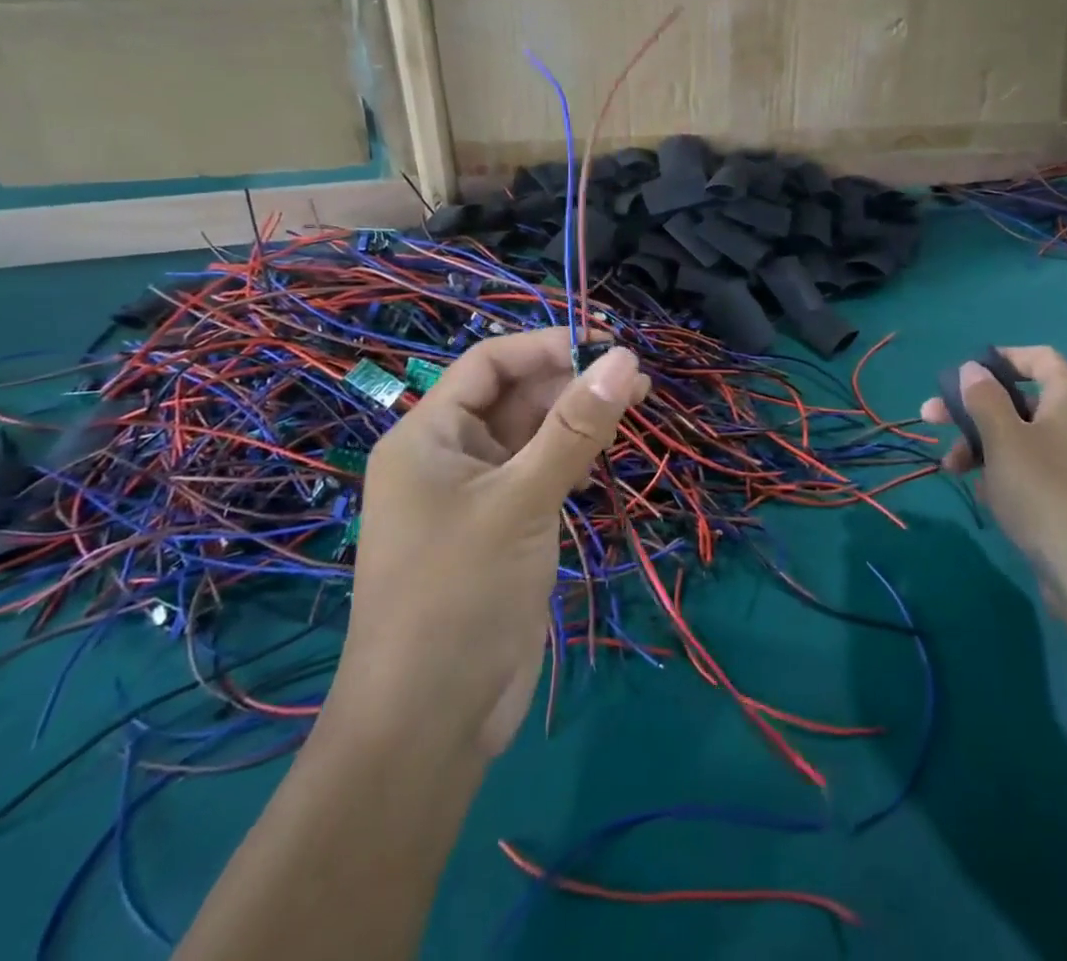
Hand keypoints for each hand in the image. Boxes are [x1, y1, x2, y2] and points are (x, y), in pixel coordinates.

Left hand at [335, 328, 648, 754]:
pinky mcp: (502, 529)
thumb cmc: (460, 595)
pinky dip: (573, 457)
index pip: (490, 362)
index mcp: (428, 435)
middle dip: (571, 381)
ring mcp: (476, 495)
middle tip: (637, 381)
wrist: (430, 723)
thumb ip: (577, 427)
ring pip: (532, 434)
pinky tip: (607, 453)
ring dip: (578, 418)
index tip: (609, 342)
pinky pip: (540, 472)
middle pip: (514, 396)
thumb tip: (626, 358)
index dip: (548, 345)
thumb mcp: (523, 500)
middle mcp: (448, 456)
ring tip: (637, 404)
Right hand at [921, 347, 1066, 607]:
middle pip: (1020, 402)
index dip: (1001, 358)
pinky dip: (1007, 475)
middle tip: (931, 421)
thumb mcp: (1003, 439)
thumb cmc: (1045, 492)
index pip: (1039, 358)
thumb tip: (974, 368)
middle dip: (973, 411)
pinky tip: (988, 498)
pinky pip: (1035, 470)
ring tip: (951, 471)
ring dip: (983, 447)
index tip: (964, 373)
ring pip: (1022, 439)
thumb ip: (983, 398)